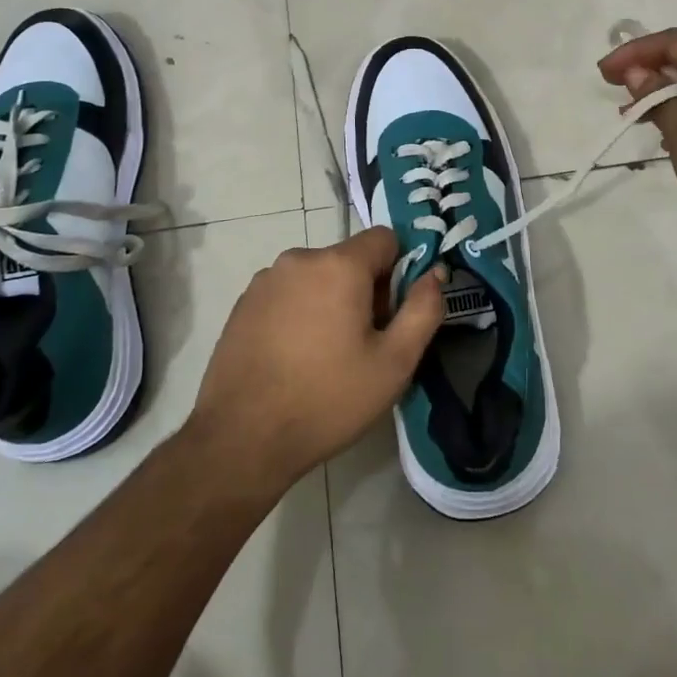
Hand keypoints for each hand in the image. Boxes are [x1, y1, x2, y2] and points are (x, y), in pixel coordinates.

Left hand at [190, 227, 444, 491]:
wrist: (241, 438)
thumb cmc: (327, 399)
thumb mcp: (394, 363)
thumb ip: (424, 309)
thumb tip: (434, 273)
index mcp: (338, 264)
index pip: (385, 238)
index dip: (399, 271)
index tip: (393, 314)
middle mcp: (299, 258)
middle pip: (349, 260)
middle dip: (365, 291)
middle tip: (363, 345)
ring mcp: (266, 280)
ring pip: (317, 277)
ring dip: (331, 302)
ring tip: (326, 356)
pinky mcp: (244, 303)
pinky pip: (288, 294)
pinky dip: (300, 313)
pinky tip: (294, 359)